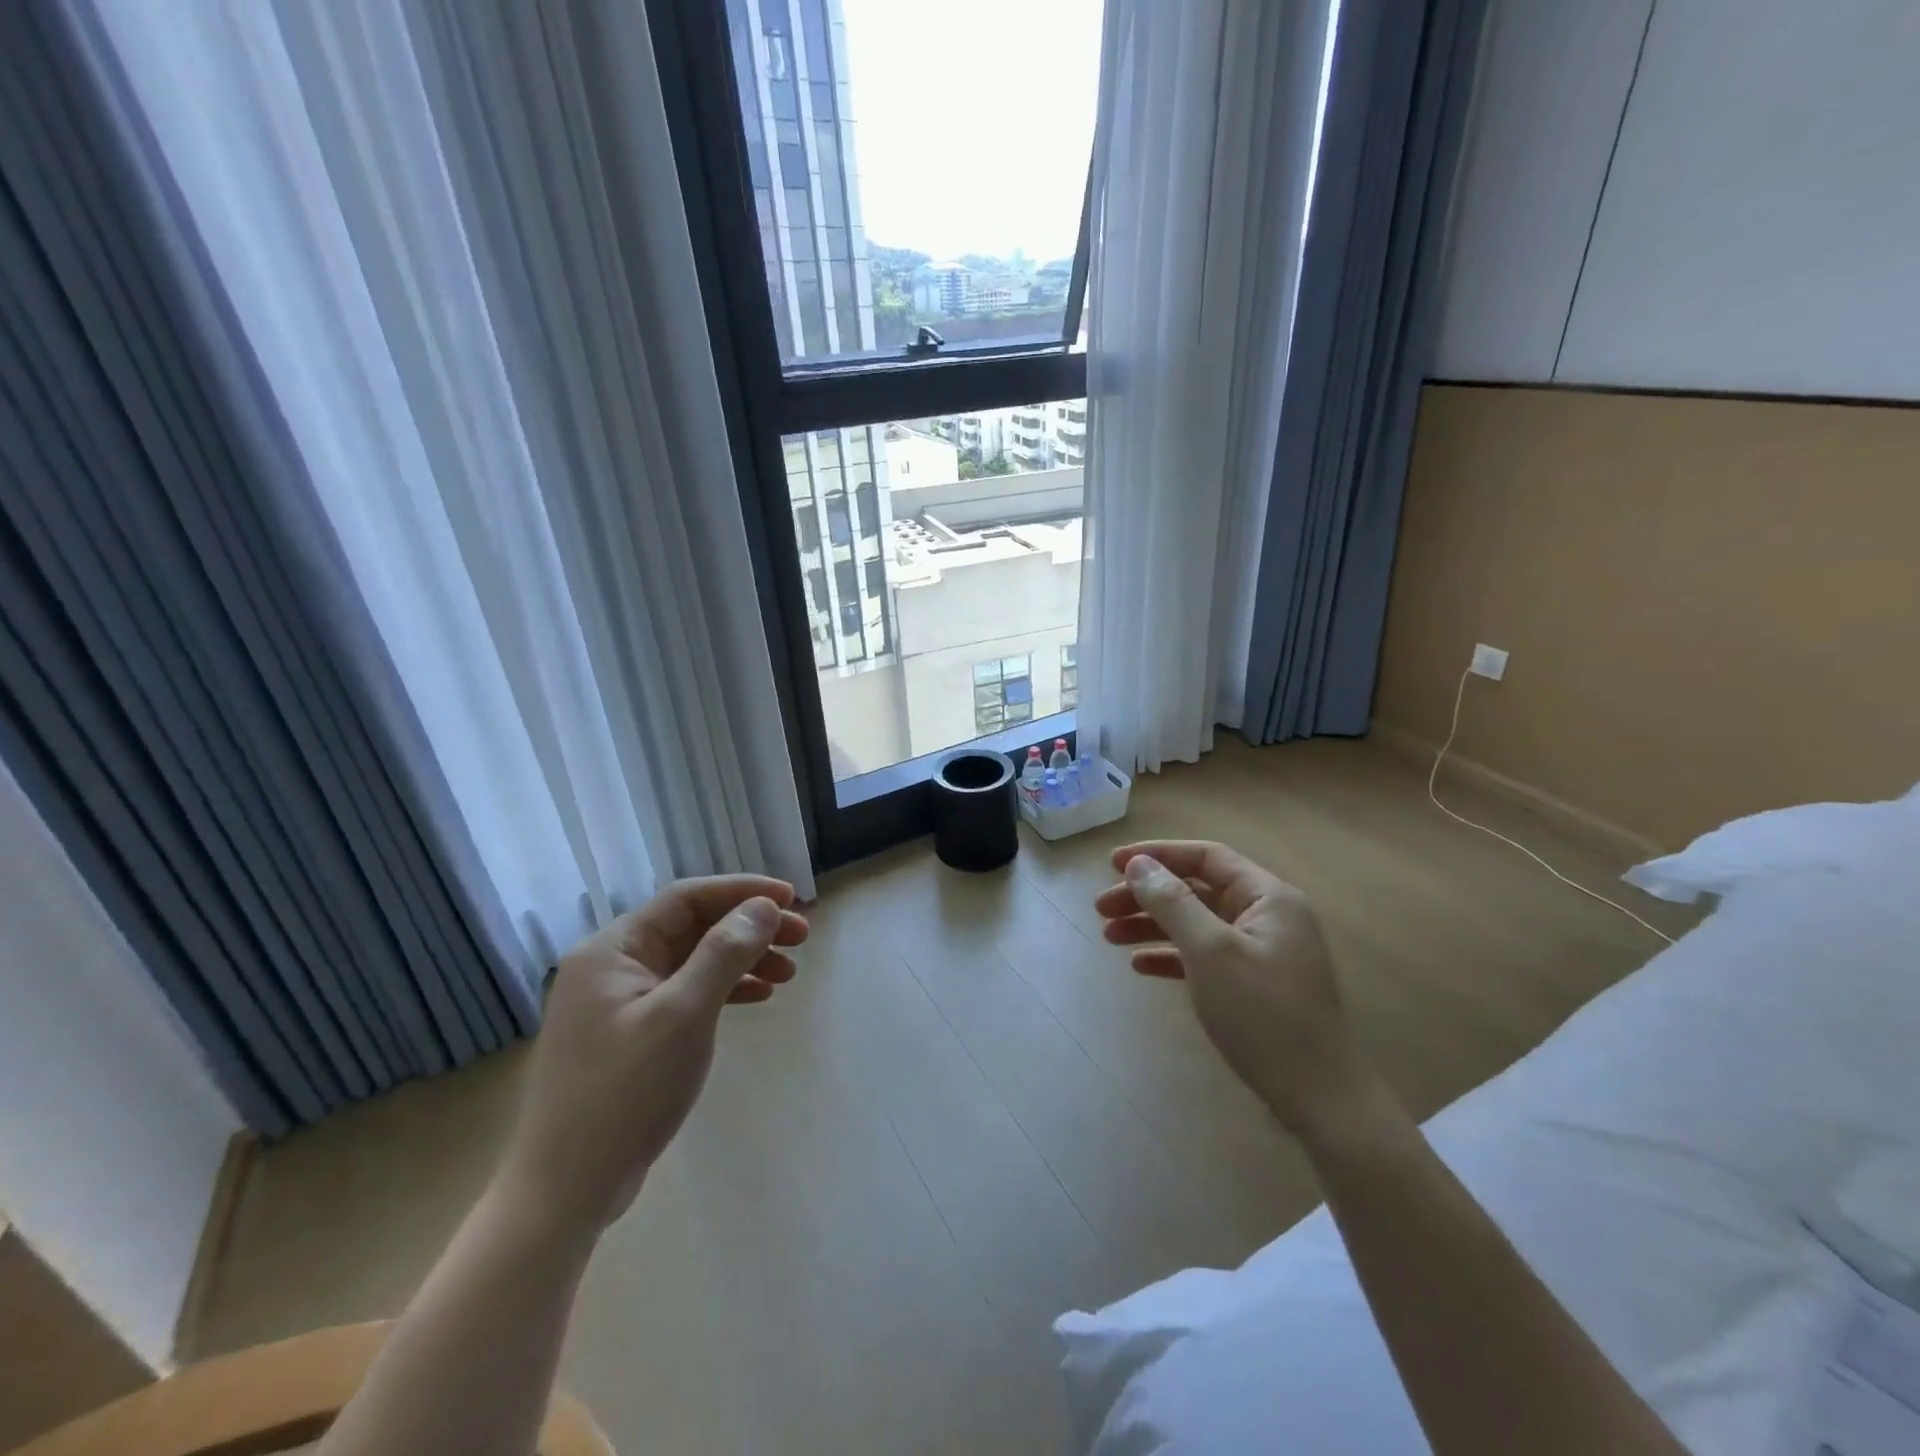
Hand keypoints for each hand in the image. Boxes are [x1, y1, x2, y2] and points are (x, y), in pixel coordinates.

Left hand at [497, 875, 808, 1237]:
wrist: (565, 1191)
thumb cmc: (624, 1093)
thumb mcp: (683, 1016)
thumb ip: (724, 953)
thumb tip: (764, 907)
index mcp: (613, 950)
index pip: (686, 898)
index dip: (742, 891)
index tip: (792, 898)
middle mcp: (613, 966)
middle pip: (692, 927)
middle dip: (749, 927)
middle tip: (801, 938)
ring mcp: (620, 1002)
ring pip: (693, 960)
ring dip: (742, 959)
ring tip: (789, 974)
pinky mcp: (631, 1034)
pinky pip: (686, 993)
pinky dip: (724, 990)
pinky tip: (758, 998)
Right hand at [1095, 840, 1382, 1139]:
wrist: (1320, 1099)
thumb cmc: (1264, 1015)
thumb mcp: (1211, 952)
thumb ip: (1173, 903)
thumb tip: (1138, 864)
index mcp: (1268, 897)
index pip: (1206, 857)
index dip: (1158, 854)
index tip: (1114, 864)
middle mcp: (1266, 916)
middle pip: (1196, 890)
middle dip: (1147, 895)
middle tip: (1101, 908)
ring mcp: (1261, 952)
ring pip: (1196, 923)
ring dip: (1152, 925)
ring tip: (1109, 937)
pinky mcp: (1253, 984)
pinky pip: (1204, 956)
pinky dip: (1171, 956)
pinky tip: (1140, 965)